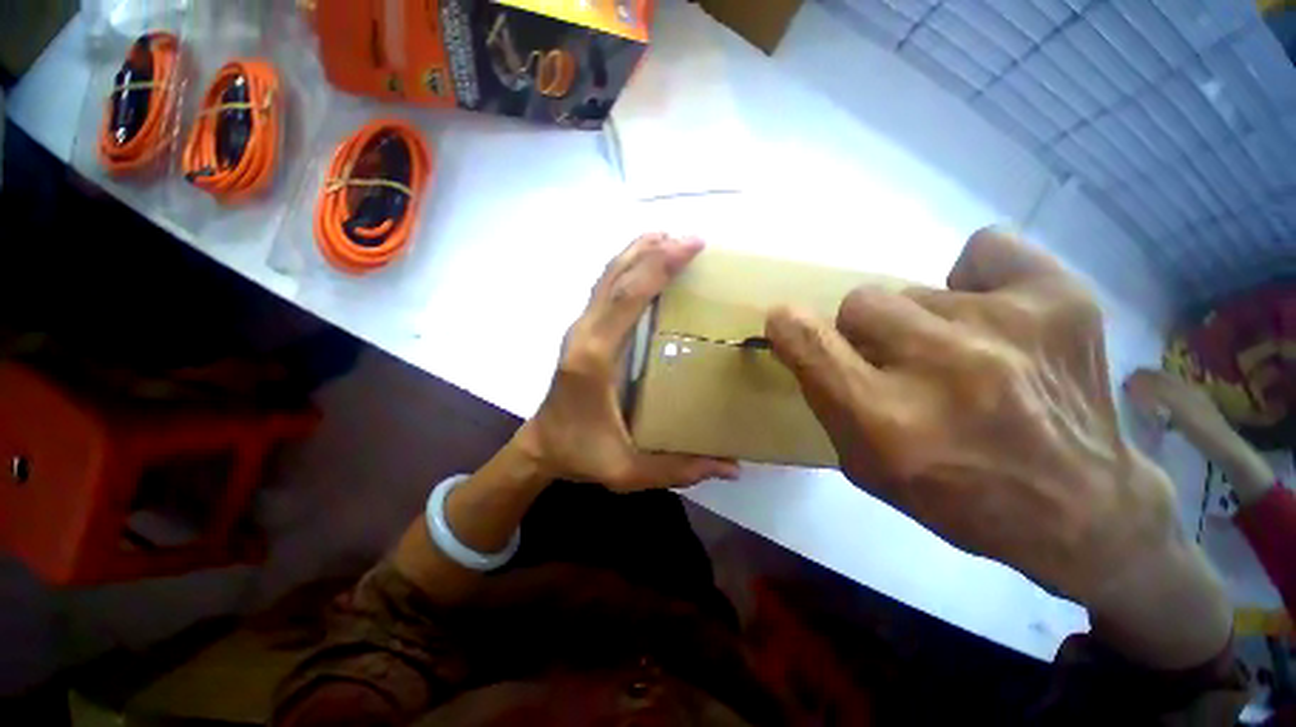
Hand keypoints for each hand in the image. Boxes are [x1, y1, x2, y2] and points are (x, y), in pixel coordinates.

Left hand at [517, 234, 739, 491]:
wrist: (541, 447)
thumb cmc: (582, 454)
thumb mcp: (629, 470)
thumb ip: (680, 468)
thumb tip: (733, 466)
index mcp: (594, 359)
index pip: (627, 299)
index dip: (658, 267)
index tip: (690, 245)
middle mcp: (583, 333)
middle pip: (615, 277)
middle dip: (652, 250)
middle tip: (689, 238)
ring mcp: (578, 329)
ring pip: (606, 277)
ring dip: (636, 253)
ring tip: (668, 238)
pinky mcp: (580, 331)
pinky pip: (604, 289)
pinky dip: (625, 269)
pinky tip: (645, 265)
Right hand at [766, 228, 1229, 666]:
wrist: (1080, 509)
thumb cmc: (955, 495)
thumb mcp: (865, 465)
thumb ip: (826, 396)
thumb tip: (803, 336)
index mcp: (885, 419)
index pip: (806, 340)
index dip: (788, 325)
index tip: (790, 326)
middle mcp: (942, 366)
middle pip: (860, 301)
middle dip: (865, 332)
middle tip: (896, 361)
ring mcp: (1007, 325)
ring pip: (916, 290)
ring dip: (921, 321)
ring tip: (962, 355)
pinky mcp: (1062, 298)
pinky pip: (986, 248)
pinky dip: (978, 278)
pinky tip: (996, 317)